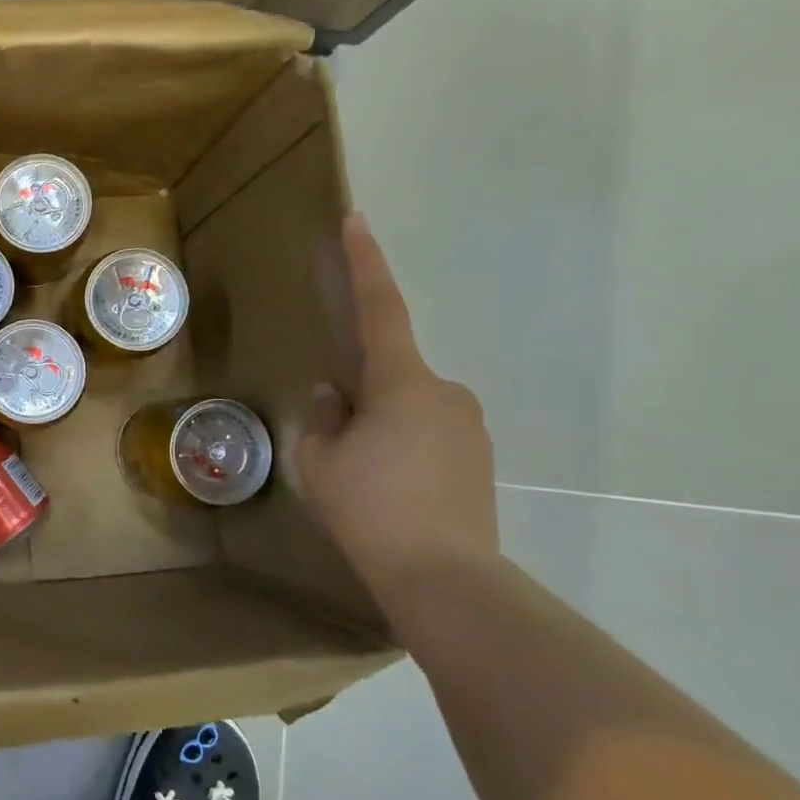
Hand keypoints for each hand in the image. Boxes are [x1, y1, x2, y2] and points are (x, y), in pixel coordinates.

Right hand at [292, 213, 498, 598]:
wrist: (444, 577)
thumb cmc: (370, 508)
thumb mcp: (320, 460)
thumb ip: (323, 416)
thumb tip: (334, 394)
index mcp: (402, 383)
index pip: (380, 309)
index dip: (366, 263)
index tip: (357, 221)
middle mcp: (445, 393)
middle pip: (391, 374)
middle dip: (360, 395)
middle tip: (334, 443)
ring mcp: (469, 428)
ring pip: (409, 409)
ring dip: (380, 427)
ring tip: (361, 480)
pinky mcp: (479, 460)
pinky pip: (429, 436)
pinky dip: (402, 450)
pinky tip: (390, 492)